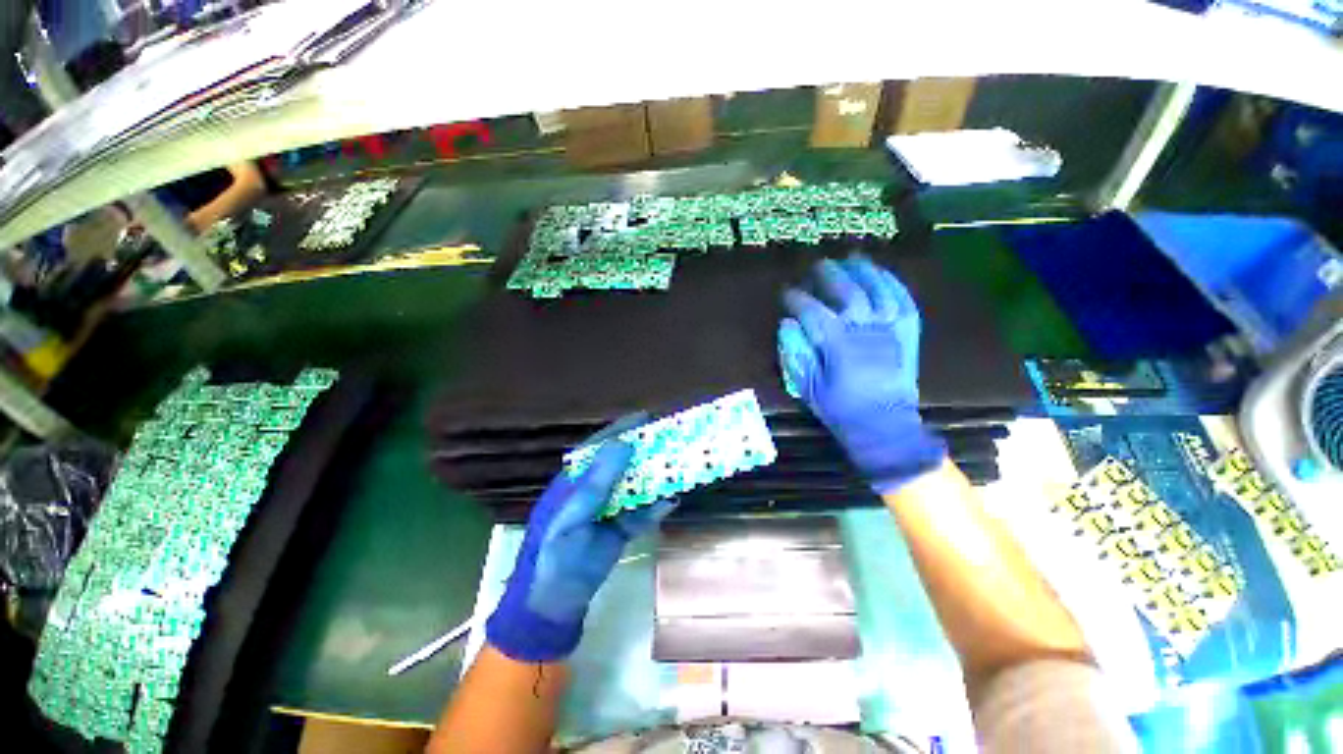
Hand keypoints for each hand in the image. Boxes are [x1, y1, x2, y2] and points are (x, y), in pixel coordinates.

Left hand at [486, 424, 675, 662]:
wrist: (555, 603)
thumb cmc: (555, 553)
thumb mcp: (572, 515)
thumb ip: (597, 481)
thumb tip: (622, 443)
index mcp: (575, 481)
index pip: (599, 447)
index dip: (621, 430)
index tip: (645, 417)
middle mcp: (594, 490)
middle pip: (622, 464)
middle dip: (644, 452)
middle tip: (669, 439)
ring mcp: (609, 509)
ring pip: (635, 487)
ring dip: (654, 478)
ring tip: (677, 467)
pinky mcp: (621, 529)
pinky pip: (641, 514)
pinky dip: (655, 509)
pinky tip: (670, 502)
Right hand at [779, 254, 946, 492]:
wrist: (886, 426)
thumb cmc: (842, 410)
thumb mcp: (810, 388)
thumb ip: (797, 354)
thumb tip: (787, 324)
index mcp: (837, 344)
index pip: (812, 311)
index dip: (796, 299)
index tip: (786, 292)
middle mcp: (864, 329)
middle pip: (846, 292)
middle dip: (829, 275)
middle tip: (817, 266)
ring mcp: (890, 328)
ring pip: (877, 290)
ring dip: (863, 271)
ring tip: (852, 257)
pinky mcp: (908, 333)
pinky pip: (904, 300)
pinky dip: (894, 284)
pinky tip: (883, 274)